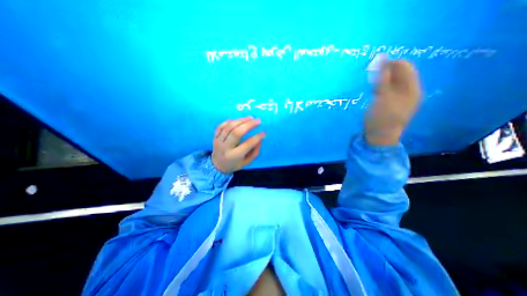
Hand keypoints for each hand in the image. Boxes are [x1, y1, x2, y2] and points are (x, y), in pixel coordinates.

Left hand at [212, 117, 265, 173]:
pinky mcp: (214, 136)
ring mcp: (218, 141)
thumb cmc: (235, 164)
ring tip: (250, 118)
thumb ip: (255, 151)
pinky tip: (238, 120)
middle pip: (236, 132)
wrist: (217, 166)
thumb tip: (260, 139)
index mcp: (234, 156)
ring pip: (229, 127)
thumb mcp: (247, 161)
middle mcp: (225, 148)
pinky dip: (230, 121)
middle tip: (258, 121)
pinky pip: (221, 126)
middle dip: (249, 125)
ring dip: (241, 120)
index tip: (263, 133)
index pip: (247, 144)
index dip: (257, 138)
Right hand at [368, 58, 420, 144]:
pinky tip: (374, 90)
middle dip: (386, 71)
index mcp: (412, 89)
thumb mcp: (382, 97)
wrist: (379, 137)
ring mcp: (401, 99)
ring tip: (371, 81)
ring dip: (382, 79)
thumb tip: (381, 59)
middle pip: (400, 74)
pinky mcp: (392, 104)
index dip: (390, 63)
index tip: (374, 65)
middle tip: (370, 73)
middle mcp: (410, 91)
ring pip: (393, 82)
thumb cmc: (381, 118)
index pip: (405, 67)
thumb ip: (382, 79)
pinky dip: (381, 87)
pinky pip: (389, 90)